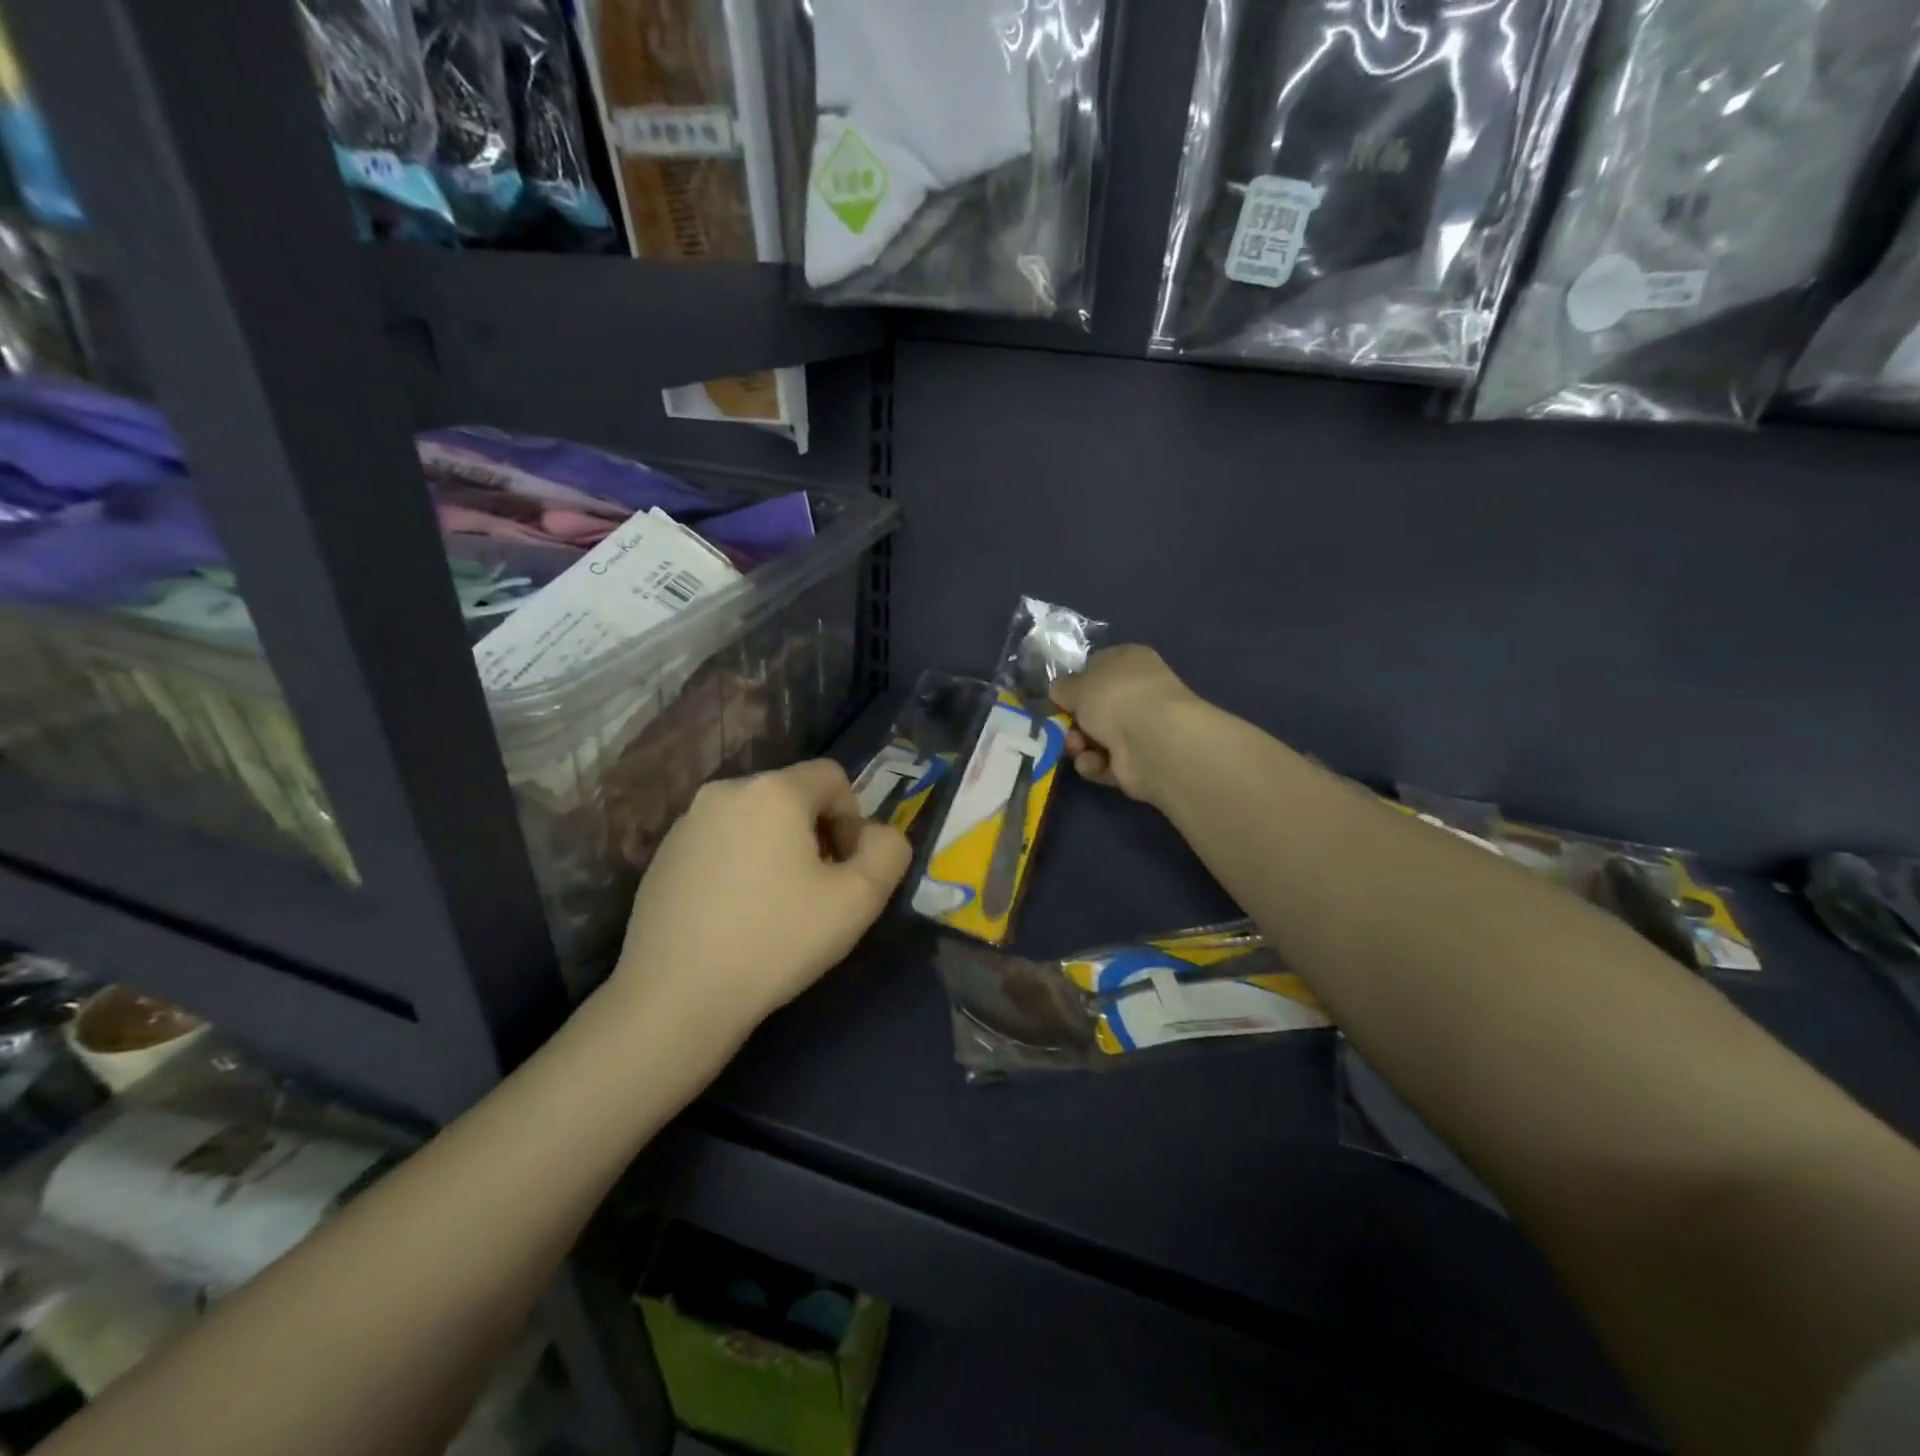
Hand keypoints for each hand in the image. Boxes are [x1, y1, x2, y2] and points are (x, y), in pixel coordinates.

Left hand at [611, 760, 912, 1047]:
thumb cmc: (776, 941)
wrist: (676, 997)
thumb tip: (876, 835)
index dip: (853, 819)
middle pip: (793, 795)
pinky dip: (739, 863)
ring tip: (774, 905)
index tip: (844, 870)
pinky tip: (735, 914)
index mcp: (774, 790)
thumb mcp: (859, 900)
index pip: (833, 777)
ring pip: (755, 819)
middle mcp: (726, 790)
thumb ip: (888, 852)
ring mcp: (687, 822)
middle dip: (816, 833)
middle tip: (816, 891)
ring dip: (777, 848)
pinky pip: (720, 841)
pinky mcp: (662, 854)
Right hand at [1050, 645, 1200, 802]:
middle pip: (1093, 708)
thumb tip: (1058, 689)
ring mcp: (1139, 729)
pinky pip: (1104, 762)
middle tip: (1059, 727)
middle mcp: (1137, 693)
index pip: (1097, 667)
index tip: (1055, 696)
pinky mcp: (1137, 762)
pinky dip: (1094, 764)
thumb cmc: (1114, 697)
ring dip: (1078, 744)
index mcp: (1128, 662)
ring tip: (1077, 747)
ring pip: (1095, 737)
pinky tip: (1094, 762)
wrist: (1151, 740)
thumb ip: (1063, 687)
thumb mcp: (1077, 684)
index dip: (1074, 683)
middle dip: (1072, 721)